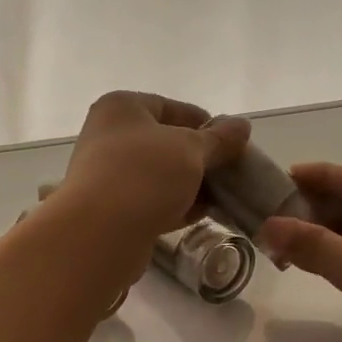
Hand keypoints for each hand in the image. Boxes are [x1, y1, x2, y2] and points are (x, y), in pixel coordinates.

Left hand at [56, 92, 249, 246]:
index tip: (233, 144)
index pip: (172, 107)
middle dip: (201, 158)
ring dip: (190, 184)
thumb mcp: (191, 150)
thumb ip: (220, 138)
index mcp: (122, 107)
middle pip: (166, 142)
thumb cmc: (145, 175)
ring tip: (224, 196)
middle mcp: (108, 135)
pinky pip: (150, 200)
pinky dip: (175, 204)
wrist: (99, 234)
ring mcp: (106, 173)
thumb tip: (242, 125)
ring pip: (159, 174)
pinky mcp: (110, 209)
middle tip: (232, 173)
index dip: (206, 123)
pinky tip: (202, 214)